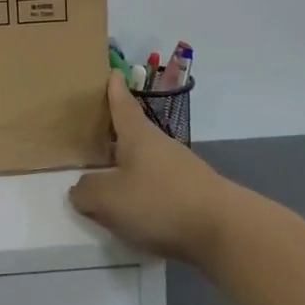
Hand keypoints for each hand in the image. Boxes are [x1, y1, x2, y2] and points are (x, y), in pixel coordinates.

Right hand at [69, 75, 234, 265]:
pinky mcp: (195, 195)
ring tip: (110, 180)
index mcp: (137, 135)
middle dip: (117, 134)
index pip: (122, 105)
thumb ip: (87, 191)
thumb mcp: (109, 199)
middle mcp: (160, 145)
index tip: (113, 73)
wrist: (225, 231)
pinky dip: (146, 192)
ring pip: (148, 161)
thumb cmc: (160, 201)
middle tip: (96, 134)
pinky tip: (137, 211)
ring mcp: (181, 169)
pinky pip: (161, 186)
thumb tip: (79, 188)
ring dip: (130, 166)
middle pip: (135, 133)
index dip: (115, 90)